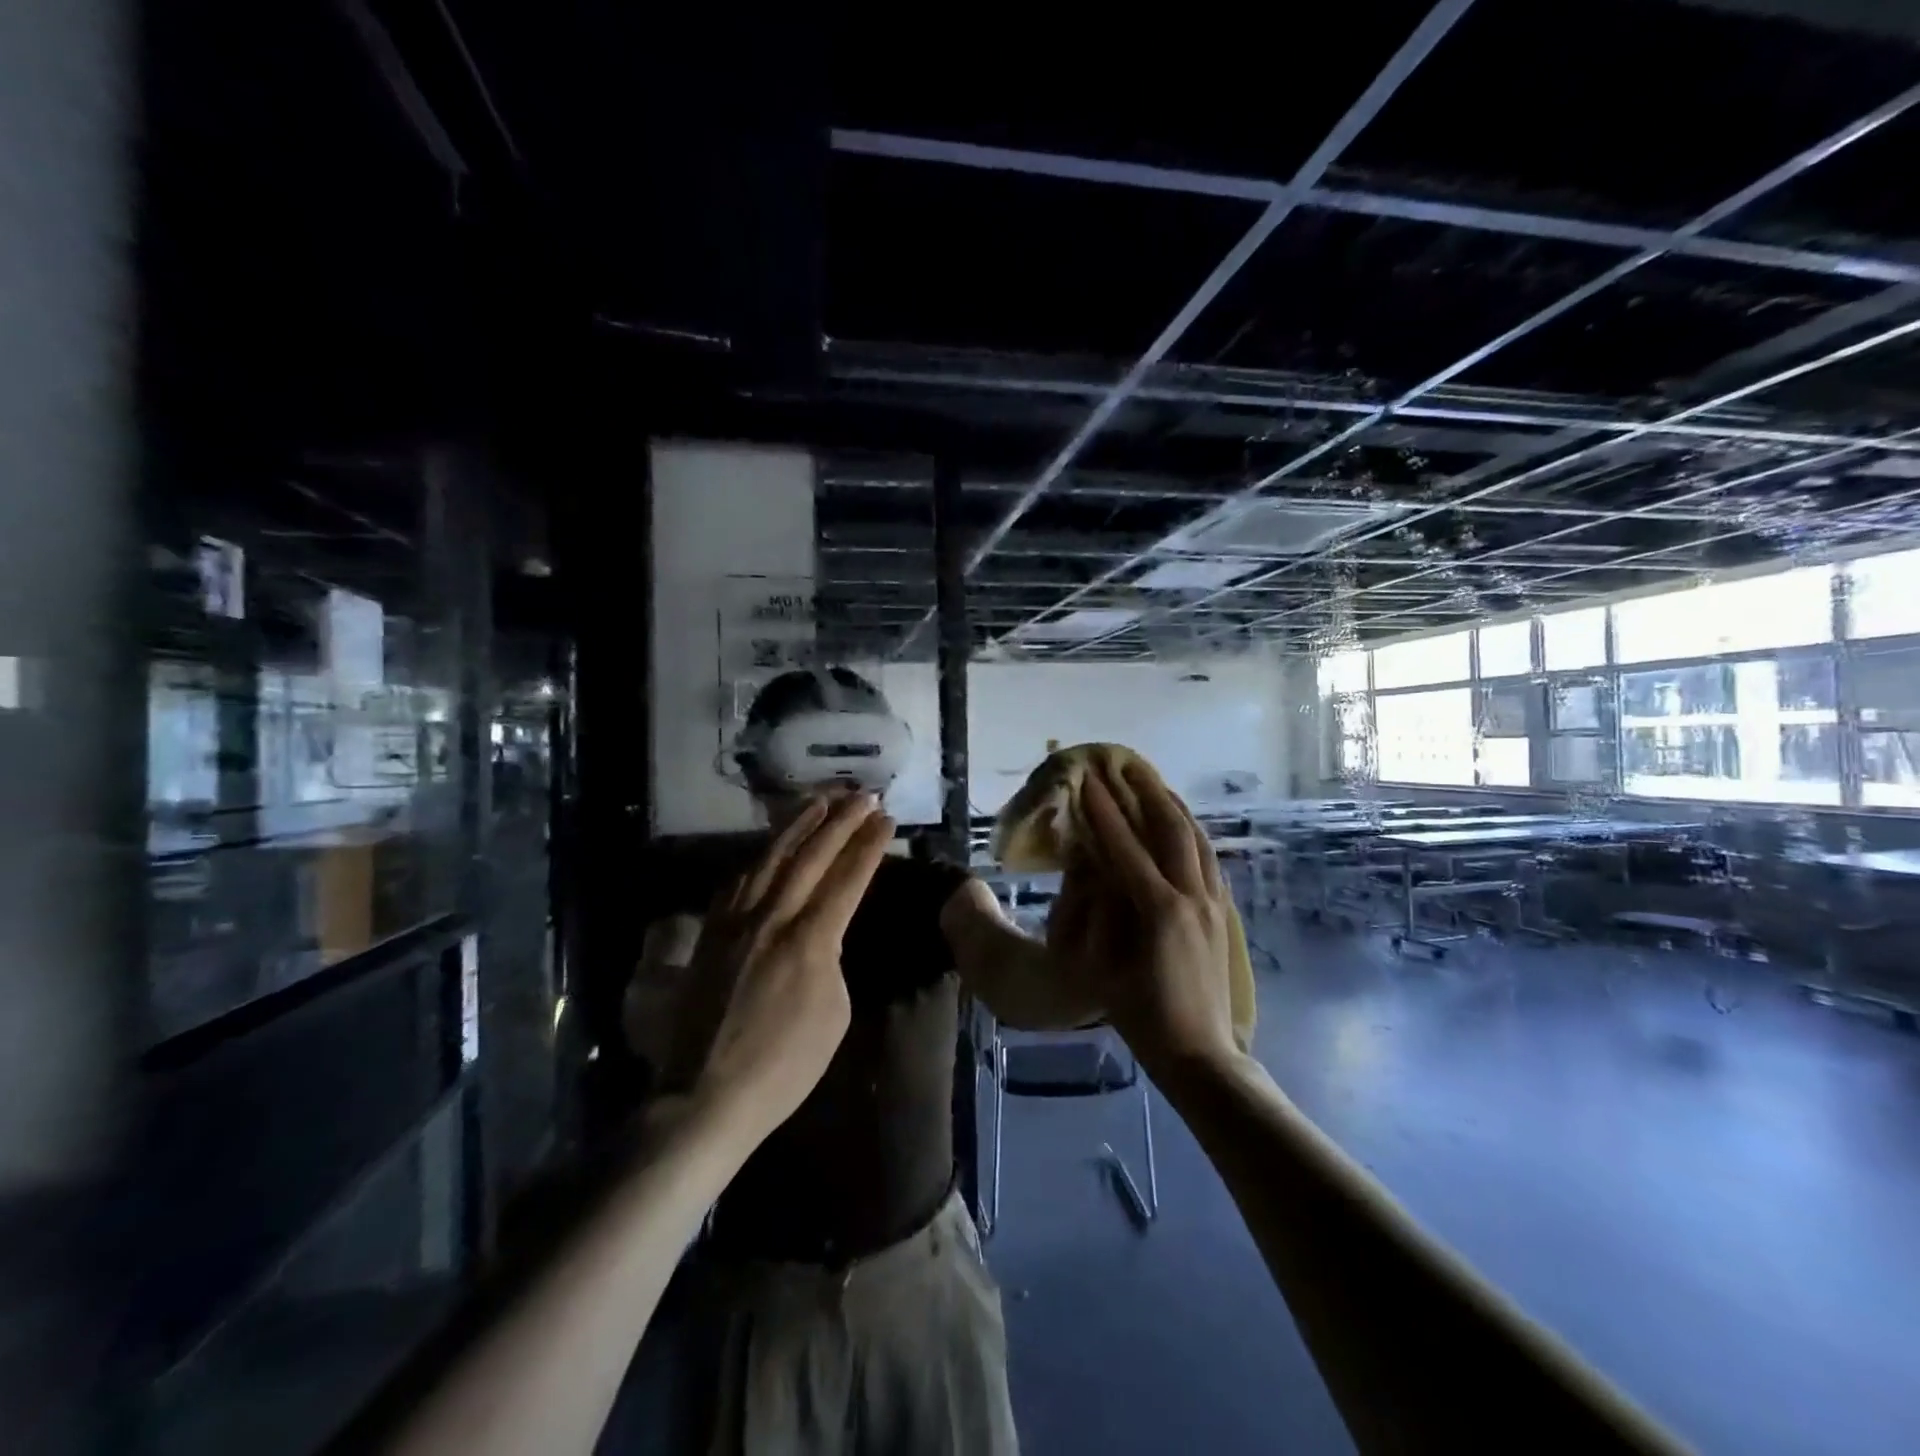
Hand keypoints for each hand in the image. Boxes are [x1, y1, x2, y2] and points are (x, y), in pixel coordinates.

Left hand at [688, 793, 894, 1138]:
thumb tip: (823, 934)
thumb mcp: (833, 1014)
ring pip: (771, 857)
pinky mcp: (710, 932)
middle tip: (863, 794)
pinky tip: (771, 845)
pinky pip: (738, 880)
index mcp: (810, 940)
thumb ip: (831, 959)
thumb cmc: (784, 1066)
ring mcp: (735, 921)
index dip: (869, 845)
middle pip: (811, 855)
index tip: (886, 818)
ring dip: (798, 824)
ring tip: (820, 800)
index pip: (847, 878)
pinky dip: (761, 855)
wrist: (705, 1094)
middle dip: (841, 821)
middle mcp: (772, 917)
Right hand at [1051, 762, 1239, 1079]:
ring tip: (1152, 782)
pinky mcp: (1224, 912)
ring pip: (1196, 839)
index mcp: (1159, 912)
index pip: (1125, 848)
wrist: (1200, 1053)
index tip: (1088, 781)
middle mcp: (1192, 897)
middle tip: (1123, 764)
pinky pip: (1208, 859)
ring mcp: (1214, 903)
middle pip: (1170, 829)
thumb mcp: (1101, 967)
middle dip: (1145, 792)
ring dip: (1172, 805)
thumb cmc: (1141, 1016)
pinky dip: (1191, 832)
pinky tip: (1180, 824)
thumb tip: (1089, 866)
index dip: (1104, 812)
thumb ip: (1095, 913)